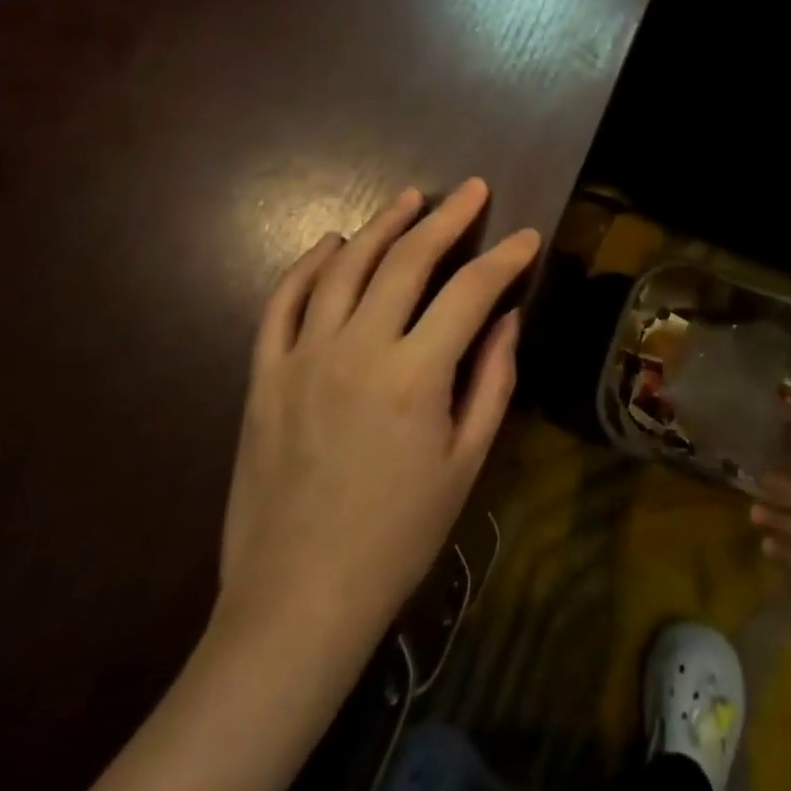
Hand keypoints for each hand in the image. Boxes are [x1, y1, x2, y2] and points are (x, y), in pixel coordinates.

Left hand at [217, 178, 538, 648]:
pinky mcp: (264, 375)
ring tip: (410, 199)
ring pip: (345, 267)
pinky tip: (331, 243)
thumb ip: (492, 381)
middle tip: (474, 190)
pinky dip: (308, 265)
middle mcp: (358, 350)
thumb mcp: (466, 463)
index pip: (471, 291)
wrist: (297, 600)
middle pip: (408, 260)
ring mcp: (303, 357)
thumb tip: (506, 318)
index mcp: (415, 375)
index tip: (526, 237)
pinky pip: (283, 302)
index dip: (504, 258)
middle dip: (448, 218)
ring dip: (382, 225)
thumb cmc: (398, 536)